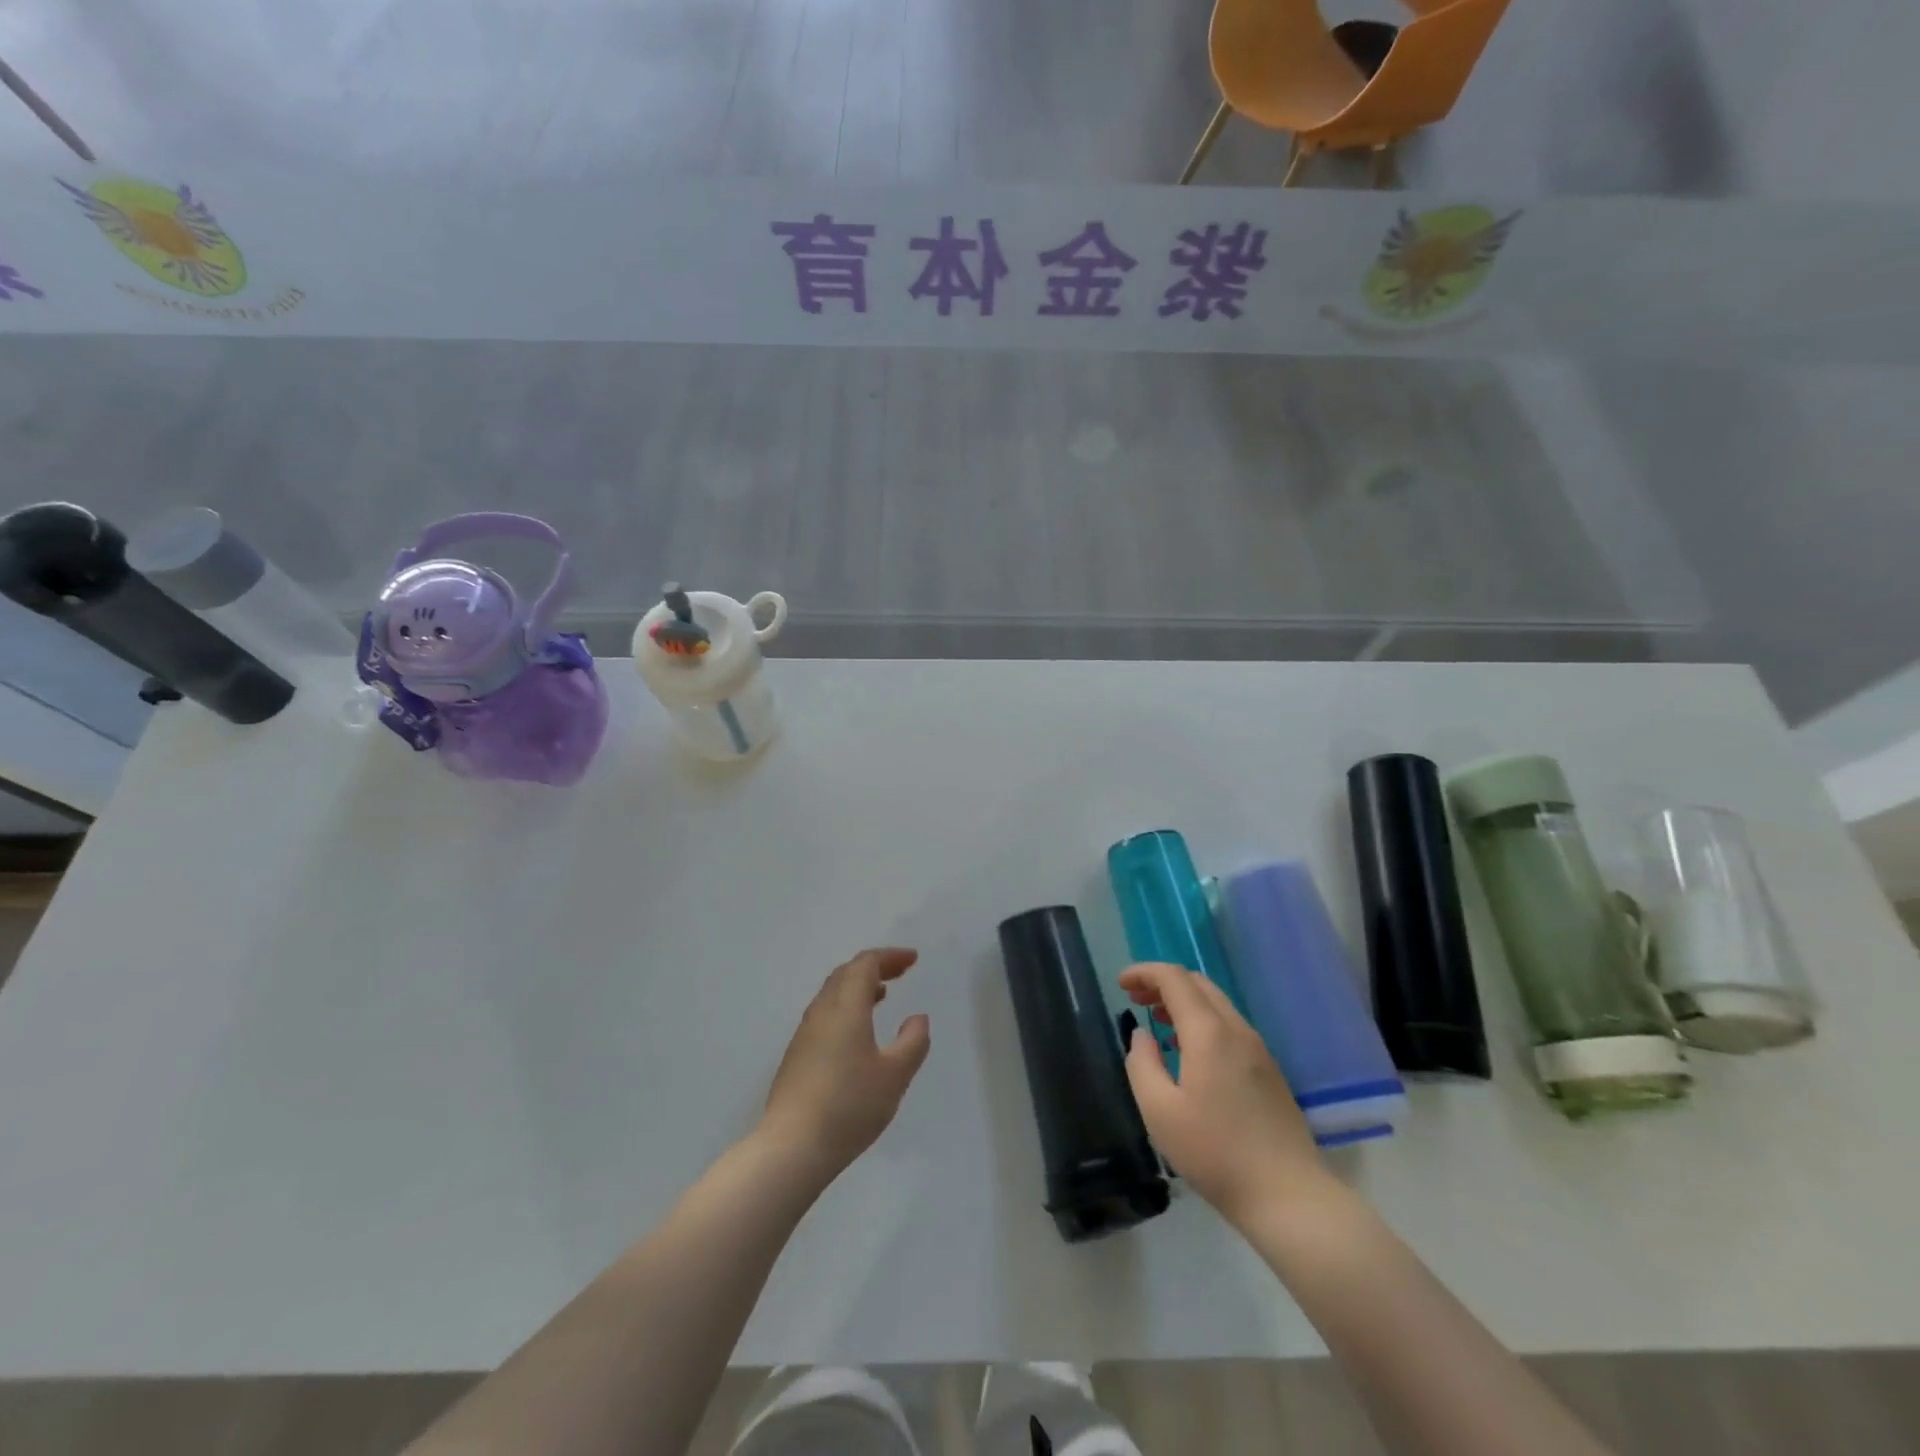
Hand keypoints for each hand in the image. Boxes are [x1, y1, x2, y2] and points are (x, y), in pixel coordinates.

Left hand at [759, 948, 931, 1182]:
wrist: (791, 1148)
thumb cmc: (849, 1106)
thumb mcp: (895, 1075)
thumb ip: (912, 1042)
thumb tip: (917, 1018)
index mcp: (846, 1007)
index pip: (865, 964)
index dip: (890, 957)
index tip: (913, 960)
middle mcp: (822, 1012)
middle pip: (846, 973)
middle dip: (874, 967)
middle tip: (900, 972)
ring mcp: (805, 1034)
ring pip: (832, 994)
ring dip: (858, 987)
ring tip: (882, 996)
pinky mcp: (797, 1056)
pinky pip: (825, 1014)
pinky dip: (846, 1007)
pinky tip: (857, 1032)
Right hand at [1119, 962, 1325, 1227]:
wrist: (1288, 1196)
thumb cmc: (1215, 1153)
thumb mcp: (1159, 1111)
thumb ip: (1142, 1063)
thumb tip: (1143, 1035)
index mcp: (1209, 1033)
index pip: (1174, 979)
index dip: (1145, 972)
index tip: (1121, 983)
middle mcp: (1237, 1031)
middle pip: (1198, 984)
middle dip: (1163, 983)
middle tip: (1135, 999)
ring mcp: (1259, 1050)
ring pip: (1217, 1004)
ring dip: (1184, 1001)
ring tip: (1158, 1022)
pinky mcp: (1270, 1071)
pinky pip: (1230, 1027)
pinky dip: (1203, 1021)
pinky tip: (1189, 1052)